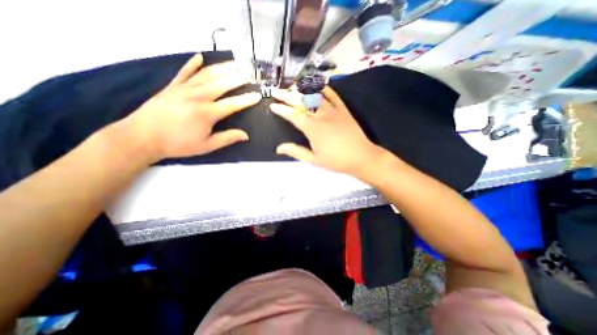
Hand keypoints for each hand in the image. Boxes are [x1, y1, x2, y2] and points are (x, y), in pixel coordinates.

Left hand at [120, 52, 261, 160]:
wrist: (142, 137)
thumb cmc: (178, 144)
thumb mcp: (207, 146)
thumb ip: (227, 138)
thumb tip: (246, 135)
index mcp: (208, 113)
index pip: (233, 104)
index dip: (247, 100)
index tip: (257, 95)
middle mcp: (198, 96)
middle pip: (222, 84)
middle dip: (238, 78)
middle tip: (250, 72)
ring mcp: (184, 89)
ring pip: (207, 75)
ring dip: (222, 68)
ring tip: (235, 63)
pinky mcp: (172, 86)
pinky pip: (184, 72)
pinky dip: (192, 64)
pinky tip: (200, 57)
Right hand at [270, 86, 381, 174]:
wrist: (361, 157)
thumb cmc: (336, 160)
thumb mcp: (314, 159)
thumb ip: (296, 152)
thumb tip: (279, 148)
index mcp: (313, 129)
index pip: (293, 115)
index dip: (282, 109)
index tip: (273, 105)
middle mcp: (321, 116)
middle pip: (301, 102)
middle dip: (287, 96)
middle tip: (276, 91)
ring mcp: (333, 111)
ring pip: (315, 96)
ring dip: (302, 90)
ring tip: (292, 87)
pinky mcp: (343, 110)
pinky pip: (333, 96)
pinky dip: (324, 89)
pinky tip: (317, 86)